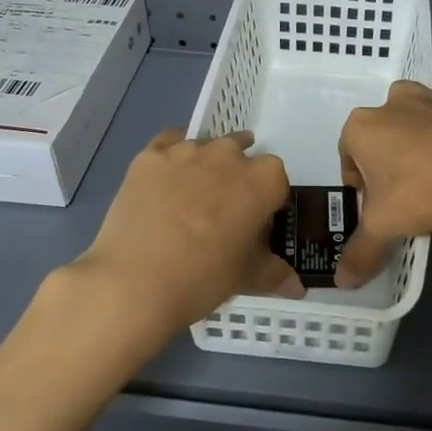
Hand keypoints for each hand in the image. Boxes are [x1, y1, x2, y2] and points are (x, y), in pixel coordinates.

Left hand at [64, 130, 304, 346]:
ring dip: (206, 166)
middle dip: (237, 178)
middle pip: (242, 156)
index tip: (255, 224)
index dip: (268, 202)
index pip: (277, 182)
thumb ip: (275, 273)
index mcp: (263, 179)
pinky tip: (166, 177)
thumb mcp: (247, 277)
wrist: (135, 282)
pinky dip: (173, 155)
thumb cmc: (204, 277)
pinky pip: (168, 143)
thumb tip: (297, 287)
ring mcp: (186, 151)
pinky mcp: (149, 156)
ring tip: (191, 200)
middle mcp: (229, 154)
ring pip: (205, 148)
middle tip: (224, 213)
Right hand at [336, 40, 431, 286]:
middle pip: (378, 134)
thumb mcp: (385, 226)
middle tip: (401, 193)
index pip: (348, 157)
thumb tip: (342, 284)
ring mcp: (429, 98)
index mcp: (361, 128)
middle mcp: (391, 105)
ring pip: (410, 106)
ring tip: (422, 159)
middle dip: (383, 160)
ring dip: (409, 124)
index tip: (376, 206)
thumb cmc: (421, 192)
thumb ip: (361, 252)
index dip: (359, 185)